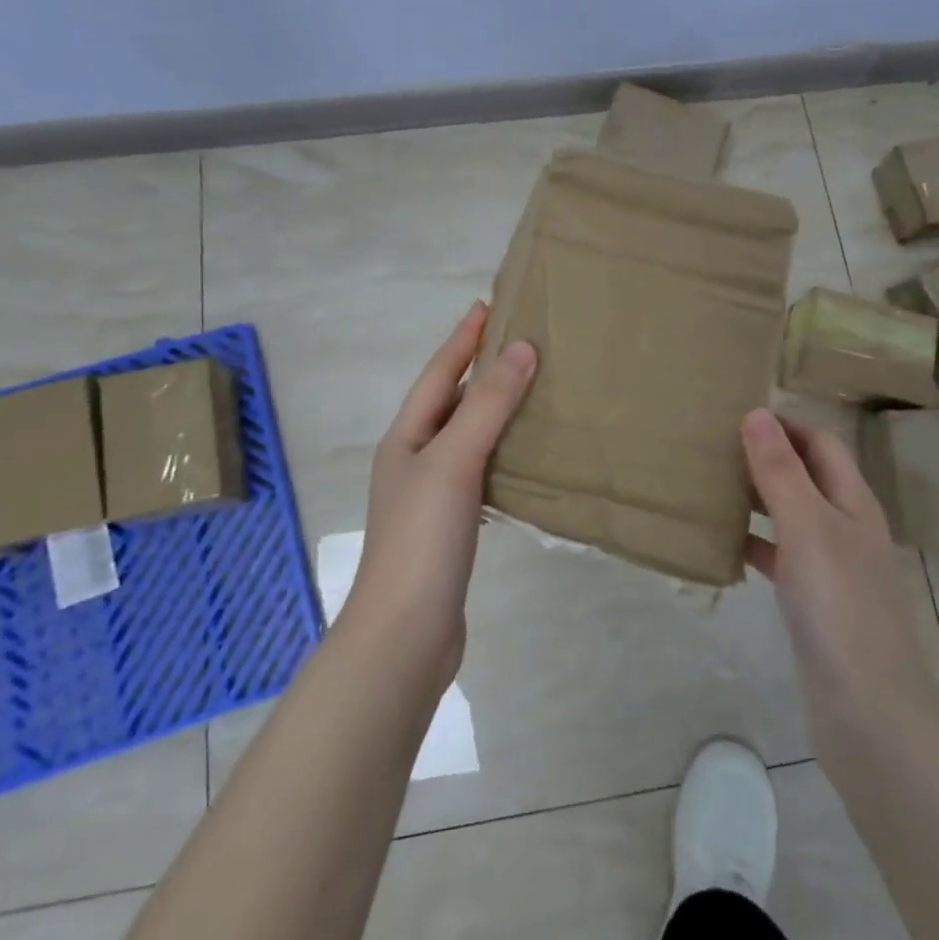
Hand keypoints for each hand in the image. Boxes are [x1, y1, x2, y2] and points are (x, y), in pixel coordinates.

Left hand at [350, 301, 536, 686]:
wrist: (406, 634)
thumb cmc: (423, 538)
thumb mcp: (454, 460)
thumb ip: (488, 405)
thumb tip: (522, 348)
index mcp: (406, 438)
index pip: (439, 373)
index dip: (462, 339)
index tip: (488, 305)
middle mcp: (414, 460)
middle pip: (451, 402)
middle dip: (480, 370)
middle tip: (520, 342)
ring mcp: (431, 496)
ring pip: (467, 438)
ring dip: (494, 412)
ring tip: (532, 391)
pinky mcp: (452, 528)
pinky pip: (481, 473)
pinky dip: (503, 455)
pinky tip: (528, 458)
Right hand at [742, 409, 938, 744]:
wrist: (868, 712)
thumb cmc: (840, 606)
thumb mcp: (807, 526)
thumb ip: (780, 470)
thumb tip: (757, 412)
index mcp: (853, 502)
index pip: (822, 443)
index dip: (787, 424)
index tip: (737, 413)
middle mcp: (847, 528)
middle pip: (807, 476)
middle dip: (767, 457)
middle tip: (715, 446)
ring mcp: (832, 568)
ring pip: (790, 516)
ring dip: (757, 498)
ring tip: (710, 486)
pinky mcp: (814, 604)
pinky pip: (780, 558)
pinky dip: (754, 544)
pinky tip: (724, 545)